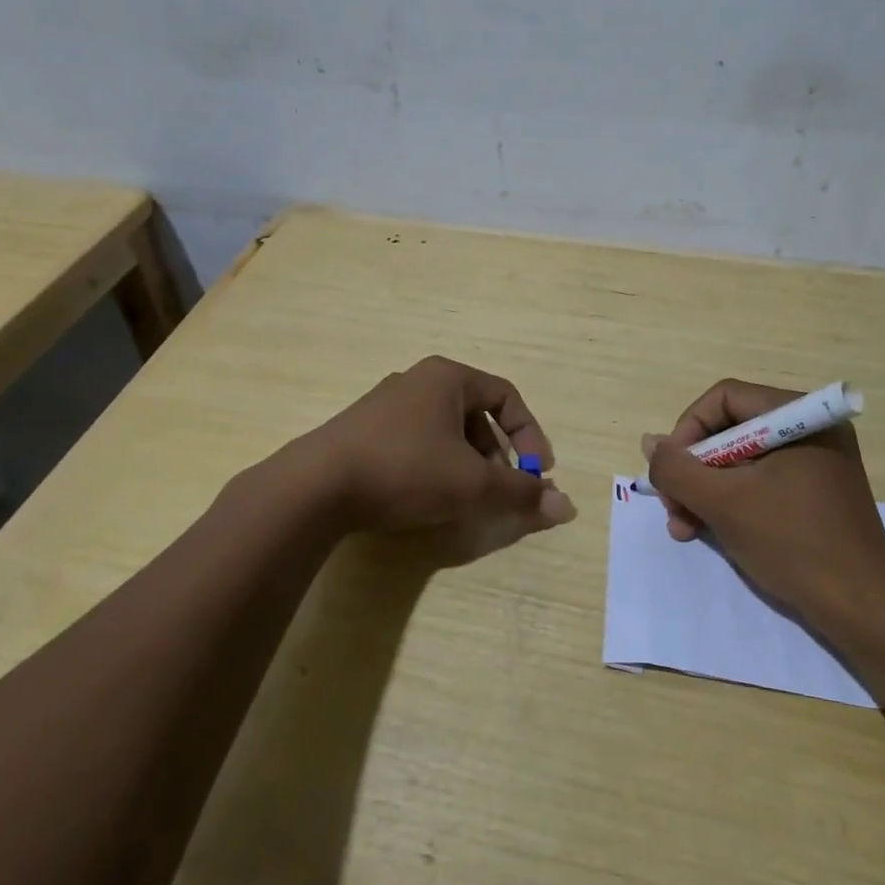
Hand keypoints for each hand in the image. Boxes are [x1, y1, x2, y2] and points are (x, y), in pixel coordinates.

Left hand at [311, 355, 576, 559]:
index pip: (506, 396)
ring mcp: (386, 405)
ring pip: (445, 431)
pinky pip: (416, 442)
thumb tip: (568, 507)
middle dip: (497, 455)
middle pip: (476, 414)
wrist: (316, 486)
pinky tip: (427, 498)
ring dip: (467, 463)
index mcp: (448, 377)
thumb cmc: (406, 469)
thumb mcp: (472, 483)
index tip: (538, 472)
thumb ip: (521, 493)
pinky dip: (435, 466)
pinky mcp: (363, 430)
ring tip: (466, 499)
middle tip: (502, 489)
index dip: (530, 434)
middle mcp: (418, 381)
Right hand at [643, 379, 884, 622]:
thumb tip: (650, 443)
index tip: (671, 472)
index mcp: (799, 416)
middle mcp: (810, 429)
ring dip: (705, 491)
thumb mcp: (723, 503)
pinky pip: (760, 482)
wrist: (862, 610)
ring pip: (740, 461)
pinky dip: (731, 502)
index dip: (688, 430)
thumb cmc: (792, 543)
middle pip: (730, 430)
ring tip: (683, 528)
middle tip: (672, 507)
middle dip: (693, 470)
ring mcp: (815, 463)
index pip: (724, 399)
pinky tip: (708, 531)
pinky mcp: (815, 493)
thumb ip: (677, 468)